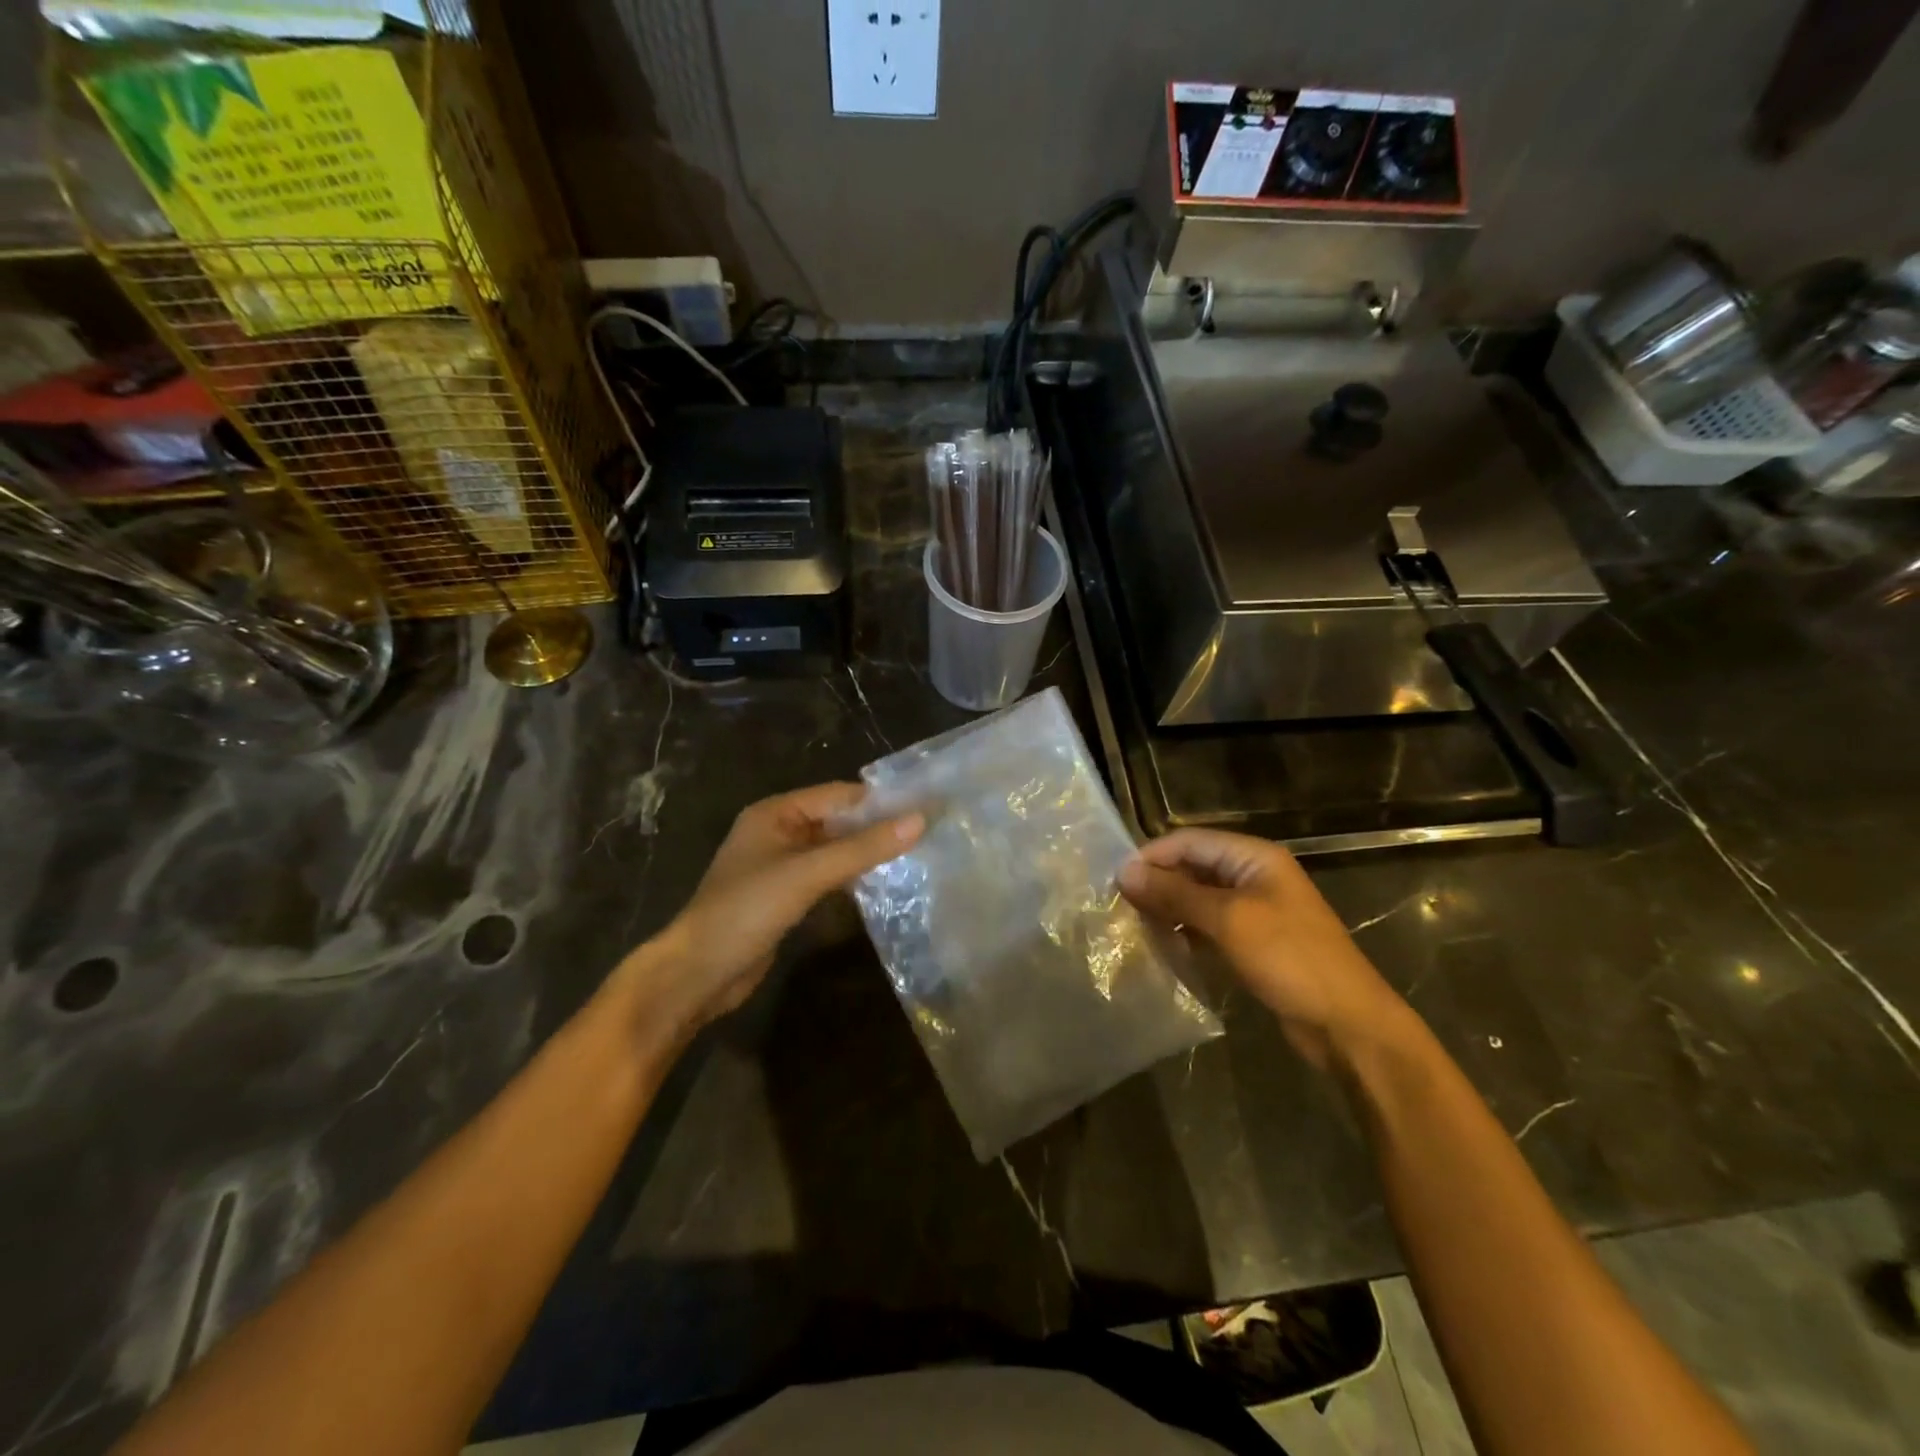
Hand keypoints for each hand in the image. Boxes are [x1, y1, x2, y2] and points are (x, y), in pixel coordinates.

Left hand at [631, 783, 922, 1033]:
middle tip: (928, 833)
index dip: (881, 801)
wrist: (698, 973)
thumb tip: (920, 819)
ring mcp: (781, 866)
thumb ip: (863, 847)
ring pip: (835, 850)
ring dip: (867, 853)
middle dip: (877, 827)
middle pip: (838, 821)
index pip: (839, 795)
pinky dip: (853, 877)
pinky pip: (827, 876)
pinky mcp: (786, 896)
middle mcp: (779, 831)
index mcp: (776, 812)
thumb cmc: (747, 910)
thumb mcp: (808, 873)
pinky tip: (885, 884)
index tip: (927, 808)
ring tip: (917, 856)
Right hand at [1119, 829, 1411, 1071]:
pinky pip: (1209, 926)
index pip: (1189, 841)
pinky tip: (1163, 948)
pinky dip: (1185, 933)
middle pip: (1193, 867)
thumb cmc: (1289, 959)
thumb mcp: (1228, 919)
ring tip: (1134, 927)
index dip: (1152, 856)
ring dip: (1168, 909)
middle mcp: (1253, 876)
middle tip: (1119, 907)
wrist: (1346, 1024)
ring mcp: (1255, 910)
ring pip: (1198, 899)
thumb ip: (1175, 893)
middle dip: (1158, 884)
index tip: (1115, 882)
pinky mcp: (1253, 942)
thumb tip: (1125, 872)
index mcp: (1253, 857)